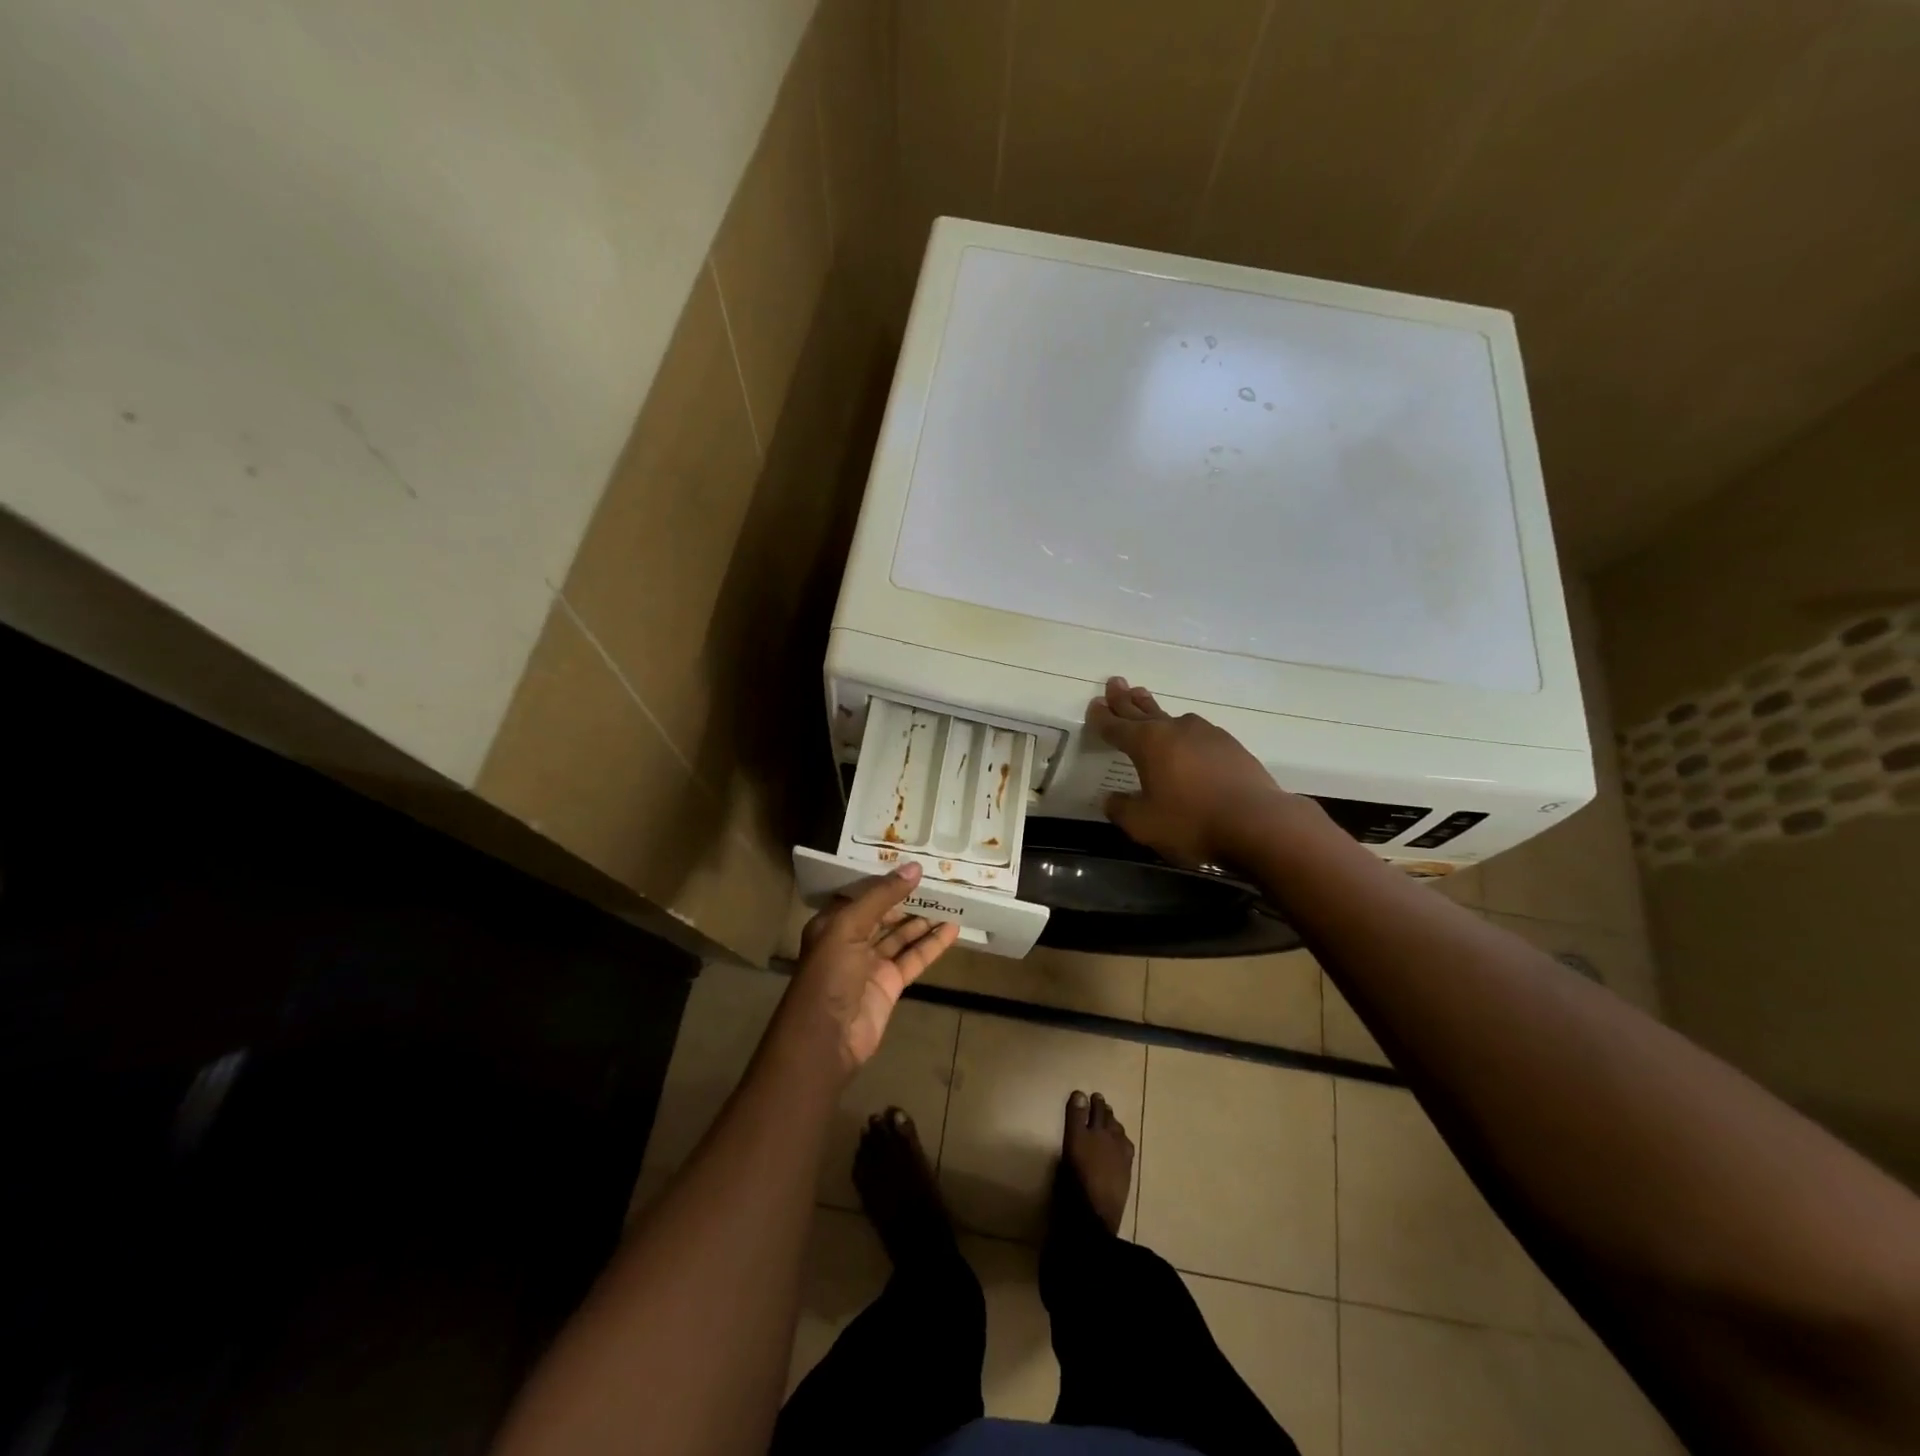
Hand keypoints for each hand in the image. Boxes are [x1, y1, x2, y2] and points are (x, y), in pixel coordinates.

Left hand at [782, 863, 960, 1076]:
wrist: (825, 1040)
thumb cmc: (829, 975)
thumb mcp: (848, 927)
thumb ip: (881, 897)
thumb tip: (914, 867)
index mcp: (832, 922)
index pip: (861, 893)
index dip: (884, 878)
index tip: (911, 862)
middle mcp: (851, 940)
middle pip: (883, 913)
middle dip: (907, 897)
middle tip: (937, 878)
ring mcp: (871, 964)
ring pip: (901, 935)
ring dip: (923, 919)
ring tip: (950, 900)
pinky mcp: (890, 985)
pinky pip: (914, 958)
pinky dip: (932, 945)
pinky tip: (953, 930)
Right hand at [1087, 677, 1312, 868]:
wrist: (1259, 823)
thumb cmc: (1192, 822)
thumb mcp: (1144, 824)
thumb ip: (1122, 809)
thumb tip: (1110, 799)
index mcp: (1148, 743)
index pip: (1116, 727)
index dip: (1102, 718)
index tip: (1093, 706)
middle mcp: (1175, 730)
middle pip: (1143, 711)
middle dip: (1125, 699)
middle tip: (1115, 682)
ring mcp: (1206, 735)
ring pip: (1172, 718)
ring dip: (1154, 710)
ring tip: (1145, 702)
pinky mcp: (1231, 746)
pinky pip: (1197, 733)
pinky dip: (1183, 732)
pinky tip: (1187, 738)